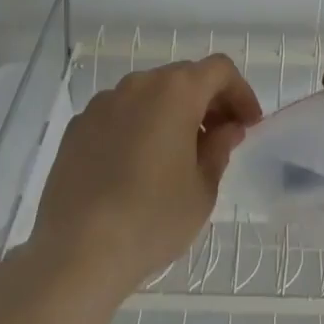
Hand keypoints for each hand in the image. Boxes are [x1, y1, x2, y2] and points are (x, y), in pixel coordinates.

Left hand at [27, 56, 262, 299]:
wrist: (75, 253)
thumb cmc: (151, 218)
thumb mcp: (202, 190)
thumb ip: (219, 149)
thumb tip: (226, 129)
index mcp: (176, 91)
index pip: (220, 70)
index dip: (240, 92)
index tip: (248, 125)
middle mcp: (139, 84)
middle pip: (184, 78)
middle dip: (207, 102)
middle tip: (219, 139)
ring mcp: (104, 103)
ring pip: (149, 94)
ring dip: (171, 113)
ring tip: (176, 155)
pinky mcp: (78, 127)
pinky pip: (119, 114)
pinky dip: (137, 127)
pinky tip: (136, 167)